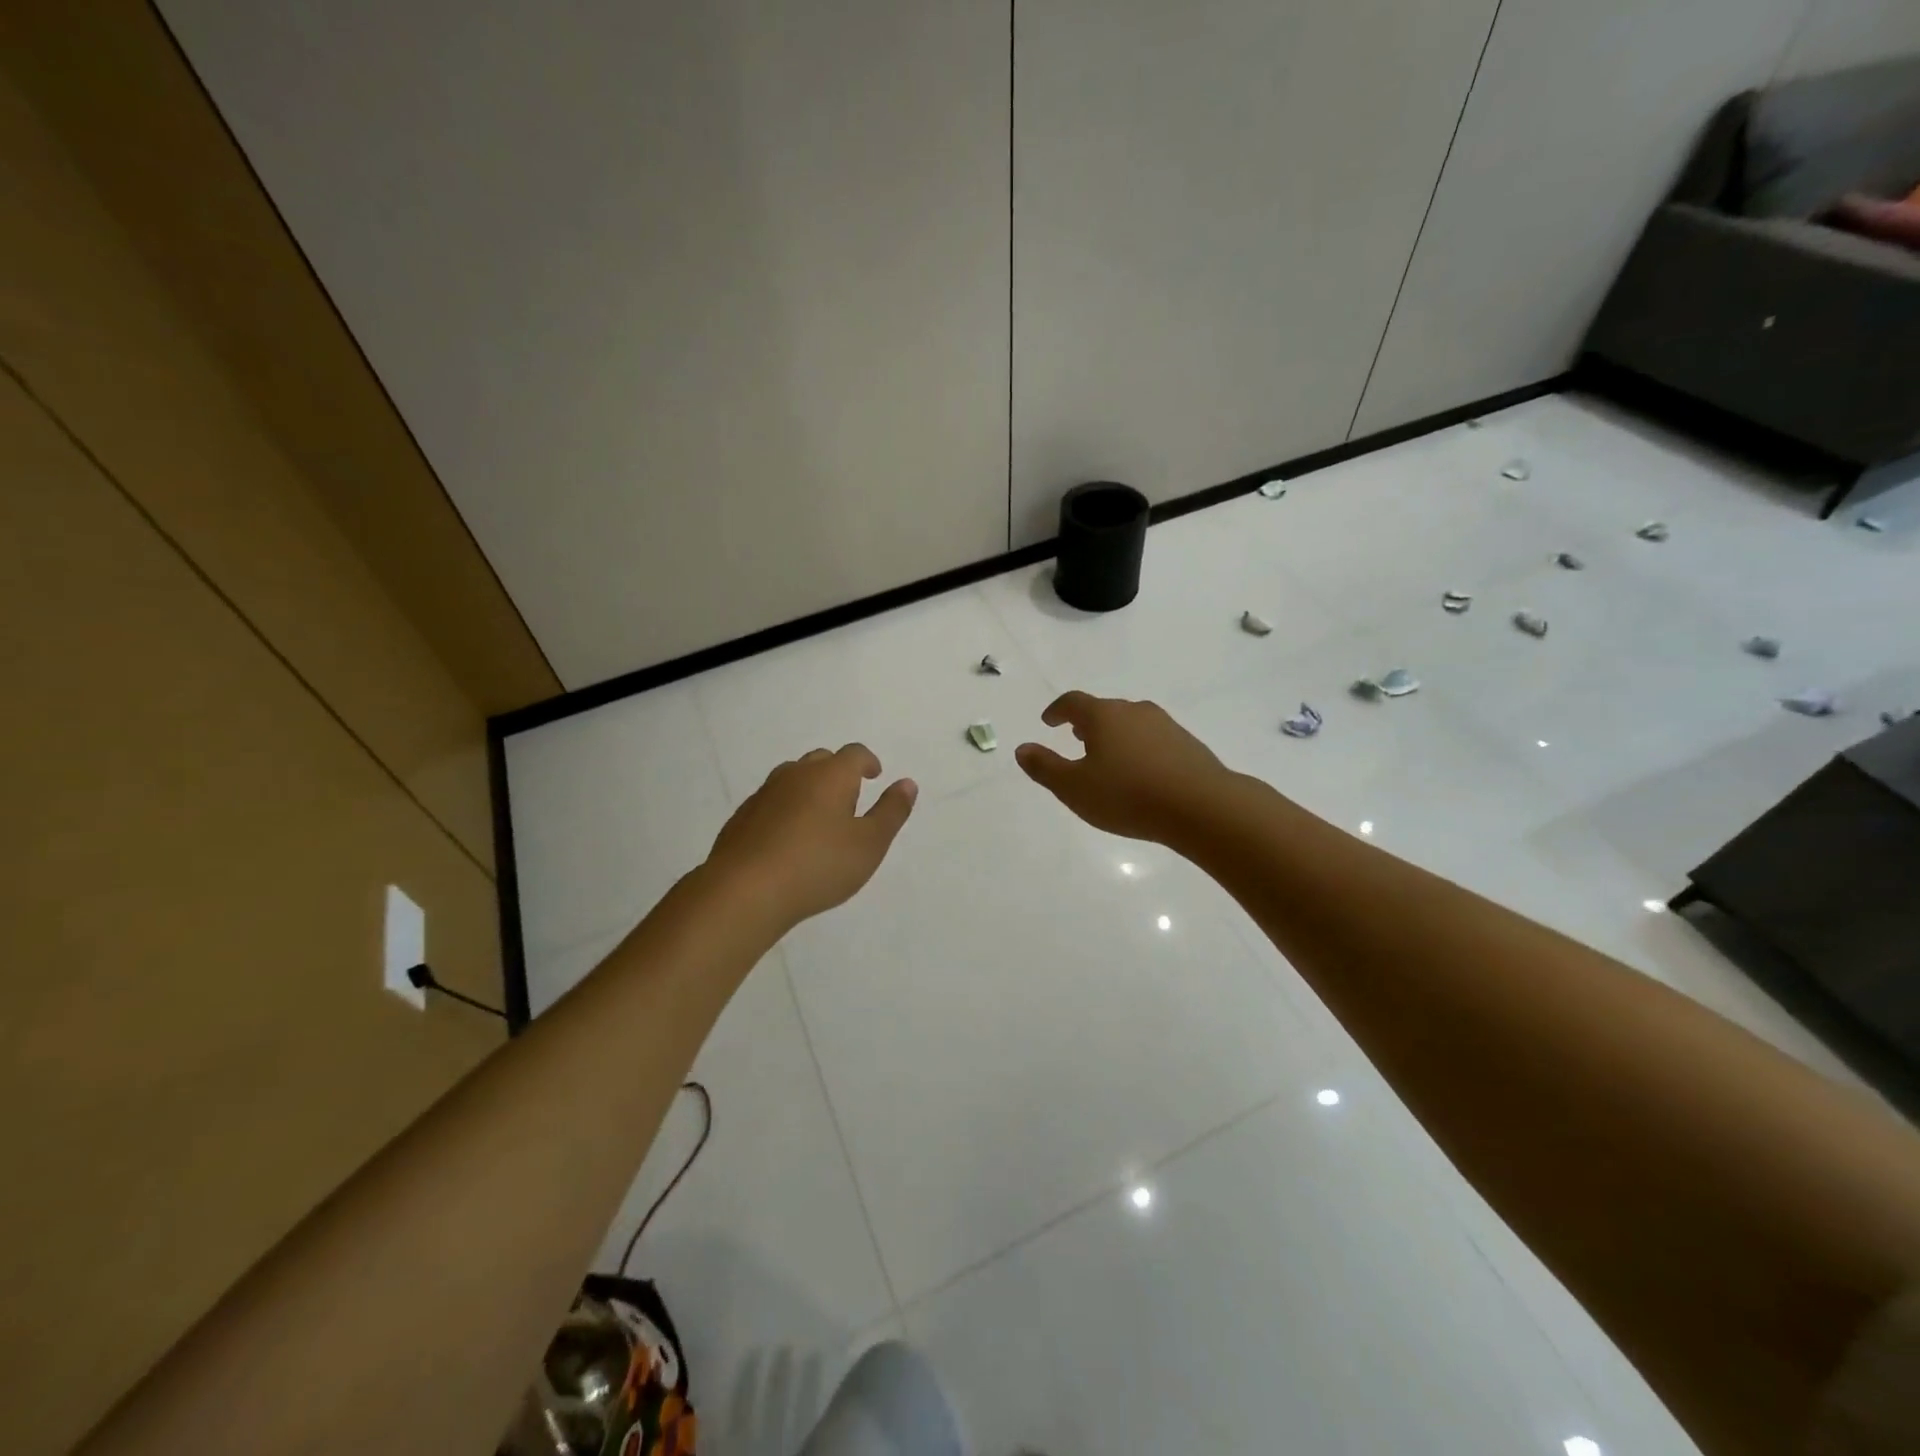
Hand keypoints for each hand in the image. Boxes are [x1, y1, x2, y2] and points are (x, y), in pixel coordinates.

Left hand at [705, 744, 916, 928]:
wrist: (745, 891)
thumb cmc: (818, 865)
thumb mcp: (870, 844)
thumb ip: (891, 812)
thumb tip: (907, 783)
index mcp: (831, 775)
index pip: (854, 754)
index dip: (868, 762)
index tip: (875, 776)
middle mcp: (796, 775)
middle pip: (821, 760)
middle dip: (838, 773)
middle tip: (849, 799)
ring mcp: (764, 794)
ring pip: (792, 778)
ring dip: (809, 789)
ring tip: (818, 819)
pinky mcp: (742, 817)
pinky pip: (771, 802)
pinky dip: (785, 810)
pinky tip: (787, 839)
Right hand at [1015, 692, 1232, 842]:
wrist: (1202, 806)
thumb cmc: (1127, 795)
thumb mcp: (1074, 788)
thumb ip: (1045, 767)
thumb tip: (1022, 748)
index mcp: (1103, 716)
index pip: (1073, 702)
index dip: (1057, 710)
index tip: (1048, 721)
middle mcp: (1134, 711)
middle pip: (1104, 709)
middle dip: (1087, 722)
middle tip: (1076, 738)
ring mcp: (1165, 725)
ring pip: (1131, 723)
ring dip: (1115, 735)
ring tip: (1108, 757)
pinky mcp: (1188, 744)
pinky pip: (1153, 740)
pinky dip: (1139, 749)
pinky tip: (1141, 773)